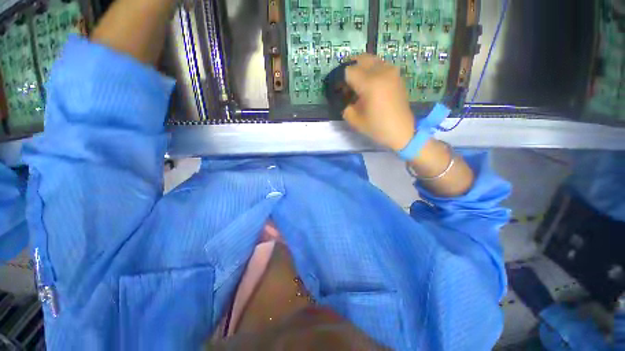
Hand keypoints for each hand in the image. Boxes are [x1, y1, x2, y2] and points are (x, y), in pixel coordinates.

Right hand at [343, 55, 414, 150]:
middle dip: (351, 69)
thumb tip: (345, 97)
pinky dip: (372, 70)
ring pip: (372, 60)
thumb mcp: (354, 120)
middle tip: (347, 83)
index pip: (349, 71)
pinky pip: (381, 65)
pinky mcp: (397, 76)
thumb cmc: (377, 127)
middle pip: (361, 59)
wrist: (401, 131)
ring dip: (362, 68)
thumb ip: (345, 105)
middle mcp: (382, 72)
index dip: (340, 79)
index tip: (339, 90)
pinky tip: (370, 84)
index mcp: (370, 83)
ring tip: (358, 83)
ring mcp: (392, 72)